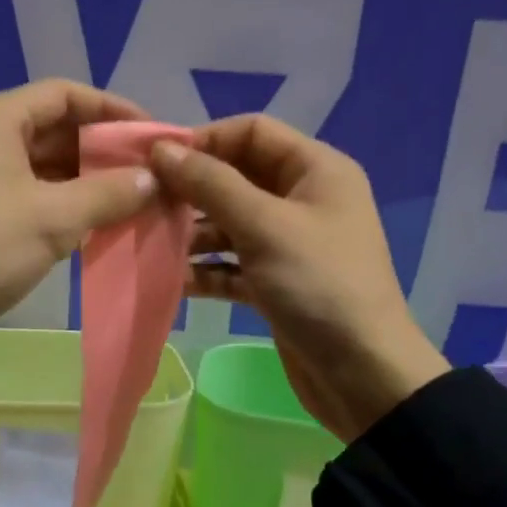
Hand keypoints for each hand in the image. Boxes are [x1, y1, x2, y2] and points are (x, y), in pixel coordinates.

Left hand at [0, 80, 159, 370]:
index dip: (113, 110)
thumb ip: (108, 193)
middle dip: (102, 150)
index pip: (65, 94)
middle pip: (54, 127)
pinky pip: (28, 193)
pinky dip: (61, 204)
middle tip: (147, 174)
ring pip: (42, 165)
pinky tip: (93, 225)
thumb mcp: (53, 219)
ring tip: (130, 202)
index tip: (152, 136)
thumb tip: (152, 178)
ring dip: (85, 181)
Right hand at [149, 114, 449, 442]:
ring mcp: (288, 245)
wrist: (362, 373)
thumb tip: (160, 150)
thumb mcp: (264, 226)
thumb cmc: (319, 285)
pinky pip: (232, 265)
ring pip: (230, 224)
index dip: (204, 140)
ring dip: (192, 233)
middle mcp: (303, 200)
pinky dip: (205, 270)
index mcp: (315, 170)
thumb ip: (211, 184)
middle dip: (192, 189)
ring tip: (149, 242)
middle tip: (144, 204)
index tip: (156, 162)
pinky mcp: (275, 284)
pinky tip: (170, 279)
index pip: (252, 133)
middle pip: (237, 178)